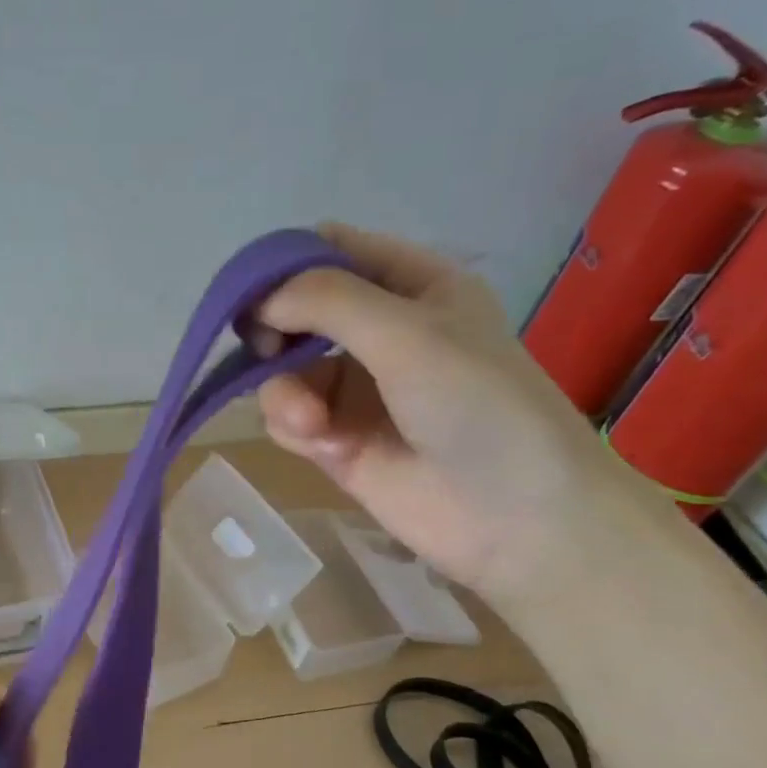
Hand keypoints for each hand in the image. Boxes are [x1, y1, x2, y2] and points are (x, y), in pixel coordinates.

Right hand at [253, 223, 642, 604]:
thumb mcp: (408, 334)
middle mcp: (379, 332)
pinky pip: (288, 418)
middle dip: (275, 334)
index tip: (252, 297)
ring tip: (313, 423)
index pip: (332, 251)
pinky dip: (295, 428)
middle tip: (267, 353)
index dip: (286, 265)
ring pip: (284, 372)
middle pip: (295, 313)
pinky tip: (326, 448)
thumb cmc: (477, 406)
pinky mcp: (337, 440)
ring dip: (286, 393)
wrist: (514, 516)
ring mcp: (356, 389)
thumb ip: (328, 302)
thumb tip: (259, 302)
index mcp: (412, 286)